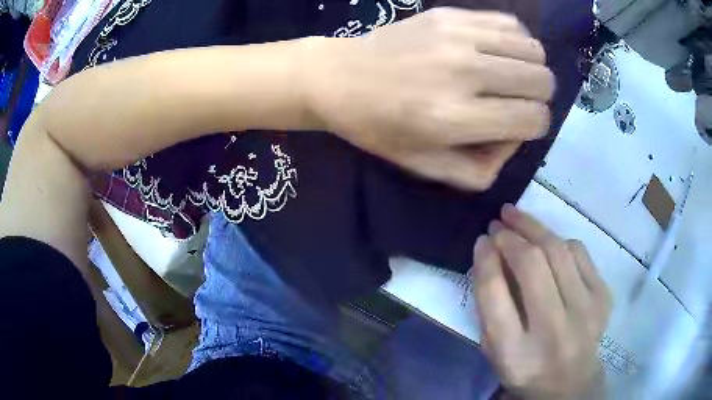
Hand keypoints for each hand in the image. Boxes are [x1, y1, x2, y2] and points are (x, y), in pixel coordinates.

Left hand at [303, 8, 553, 189]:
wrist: (338, 76)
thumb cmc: (379, 126)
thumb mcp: (426, 167)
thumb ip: (480, 171)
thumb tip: (515, 141)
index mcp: (454, 117)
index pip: (533, 119)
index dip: (535, 125)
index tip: (518, 124)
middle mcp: (463, 72)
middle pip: (541, 81)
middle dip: (538, 97)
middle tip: (516, 100)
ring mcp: (456, 36)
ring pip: (533, 49)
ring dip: (530, 67)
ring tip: (509, 75)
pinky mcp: (449, 14)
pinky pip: (509, 23)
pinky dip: (515, 41)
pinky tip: (497, 51)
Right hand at [472, 204, 611, 398]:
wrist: (571, 381)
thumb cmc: (526, 367)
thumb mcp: (494, 349)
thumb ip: (488, 306)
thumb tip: (487, 253)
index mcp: (515, 352)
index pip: (495, 295)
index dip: (486, 260)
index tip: (482, 240)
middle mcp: (553, 330)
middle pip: (531, 265)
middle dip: (511, 235)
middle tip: (498, 222)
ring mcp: (585, 311)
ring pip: (559, 250)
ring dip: (534, 227)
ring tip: (517, 216)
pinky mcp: (602, 296)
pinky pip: (579, 253)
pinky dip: (559, 240)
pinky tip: (547, 240)